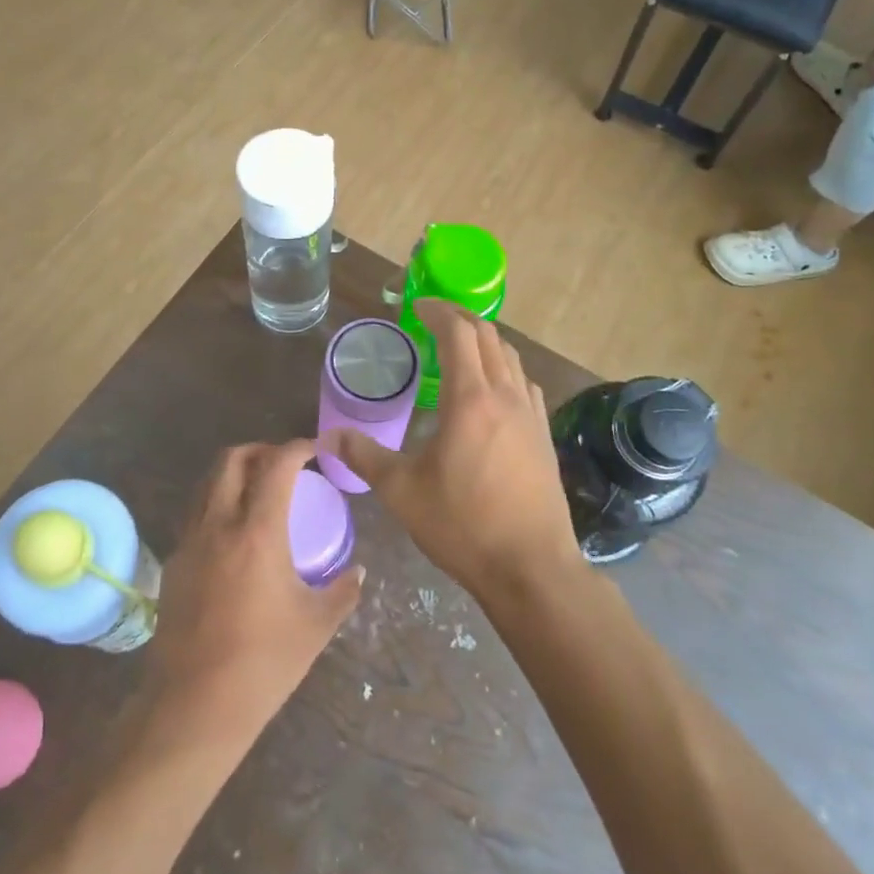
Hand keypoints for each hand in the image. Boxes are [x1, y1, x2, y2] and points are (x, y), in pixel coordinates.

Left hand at [150, 441, 363, 738]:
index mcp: (257, 532)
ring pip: (207, 483)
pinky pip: (194, 514)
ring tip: (258, 491)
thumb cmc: (263, 663)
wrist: (194, 705)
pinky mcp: (172, 563)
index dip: (297, 447)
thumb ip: (343, 591)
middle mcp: (218, 524)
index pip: (276, 465)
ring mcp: (189, 542)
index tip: (315, 449)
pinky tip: (232, 533)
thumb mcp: (316, 626)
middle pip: (231, 459)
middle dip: (260, 449)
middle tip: (284, 463)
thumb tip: (359, 571)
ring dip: (233, 473)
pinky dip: (216, 503)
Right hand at [325, 301, 582, 604]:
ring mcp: (531, 415)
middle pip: (488, 336)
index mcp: (470, 399)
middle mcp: (505, 396)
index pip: (458, 333)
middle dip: (461, 318)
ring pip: (511, 357)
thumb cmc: (462, 525)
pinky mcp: (544, 436)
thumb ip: (363, 456)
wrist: (530, 568)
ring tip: (459, 349)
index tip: (416, 306)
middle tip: (433, 319)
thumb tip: (329, 437)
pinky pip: (524, 383)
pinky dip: (504, 369)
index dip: (438, 311)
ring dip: (484, 341)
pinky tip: (491, 391)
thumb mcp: (401, 491)